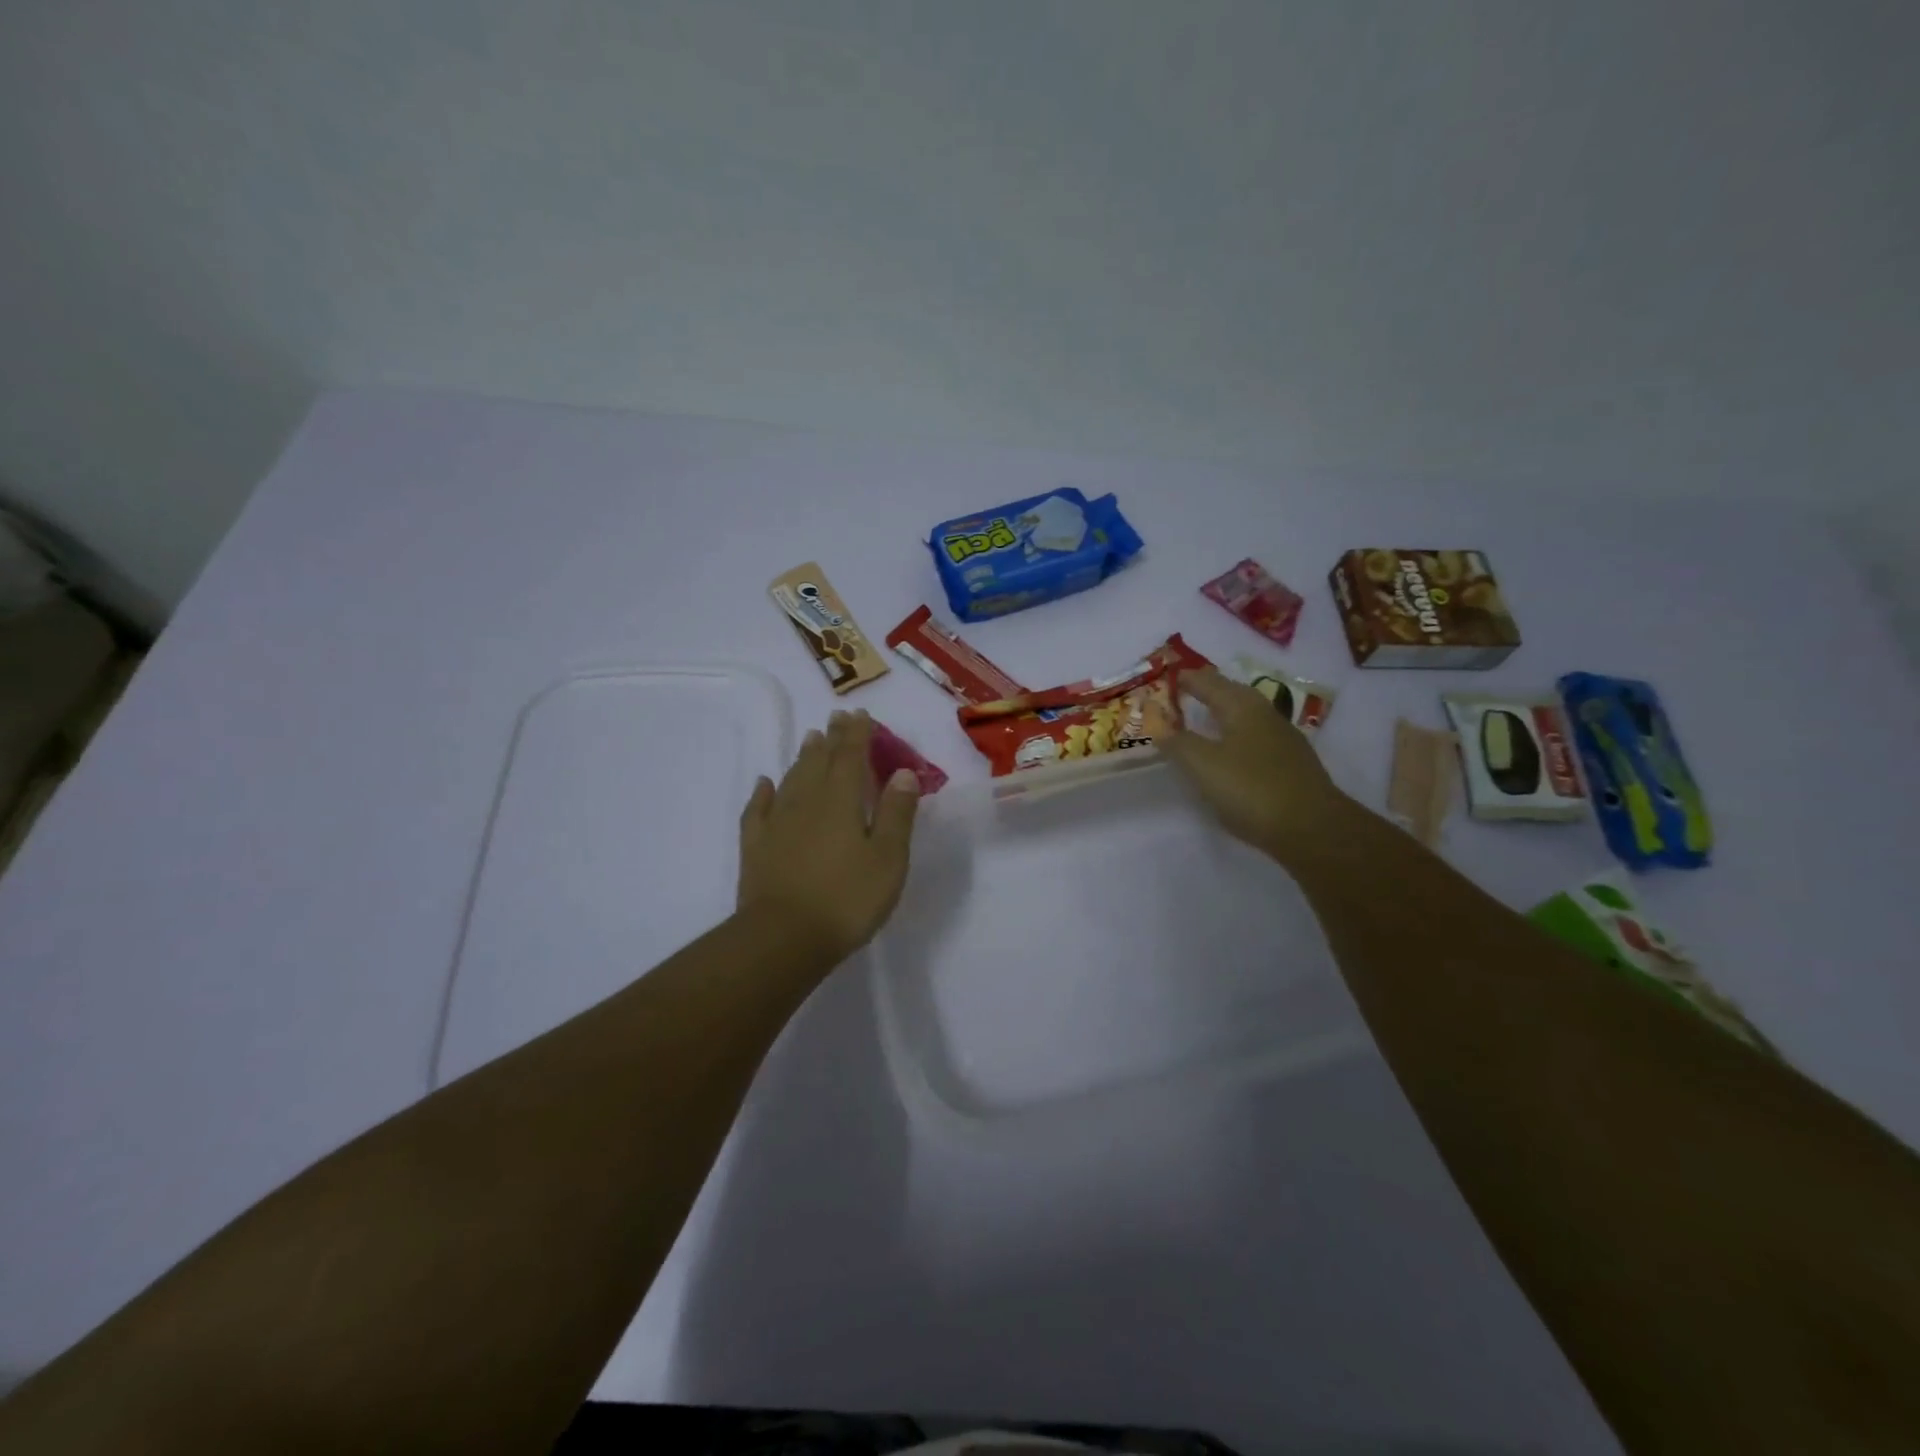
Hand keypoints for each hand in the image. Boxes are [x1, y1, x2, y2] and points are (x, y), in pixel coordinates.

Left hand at [737, 710, 920, 964]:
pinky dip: (762, 792)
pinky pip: (758, 809)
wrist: (783, 938)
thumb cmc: (847, 898)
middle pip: (819, 761)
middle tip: (835, 718)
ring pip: (791, 779)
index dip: (856, 734)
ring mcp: (777, 824)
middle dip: (831, 739)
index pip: (850, 757)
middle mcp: (806, 802)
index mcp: (841, 801)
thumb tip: (903, 772)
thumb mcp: (888, 858)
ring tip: (810, 739)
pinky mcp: (756, 847)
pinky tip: (764, 783)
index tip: (859, 714)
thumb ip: (896, 813)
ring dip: (802, 757)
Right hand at [1145, 667, 1350, 862]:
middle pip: (1232, 693)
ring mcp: (1282, 739)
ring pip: (1246, 715)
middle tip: (1186, 691)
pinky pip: (1255, 738)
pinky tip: (1230, 751)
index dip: (1187, 678)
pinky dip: (1236, 735)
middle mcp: (1265, 715)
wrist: (1311, 828)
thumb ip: (1178, 743)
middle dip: (1209, 689)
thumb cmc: (1251, 789)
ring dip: (1224, 712)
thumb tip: (1161, 727)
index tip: (1169, 676)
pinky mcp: (1291, 764)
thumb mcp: (1203, 765)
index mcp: (1242, 707)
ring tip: (1204, 718)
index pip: (1208, 682)